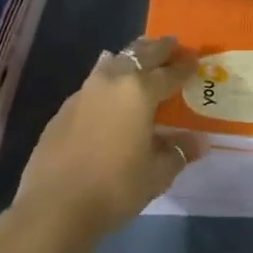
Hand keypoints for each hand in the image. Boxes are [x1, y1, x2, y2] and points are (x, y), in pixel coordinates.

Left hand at [12, 35, 204, 243]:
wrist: (53, 206)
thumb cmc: (113, 188)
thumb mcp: (156, 174)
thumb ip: (178, 151)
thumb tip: (198, 141)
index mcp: (141, 91)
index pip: (170, 72)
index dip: (185, 67)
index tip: (195, 60)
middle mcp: (114, 80)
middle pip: (142, 53)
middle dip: (161, 49)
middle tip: (174, 47)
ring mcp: (86, 89)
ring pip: (116, 60)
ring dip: (133, 56)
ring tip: (143, 60)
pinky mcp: (66, 105)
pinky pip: (95, 79)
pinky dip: (110, 76)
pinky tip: (111, 90)